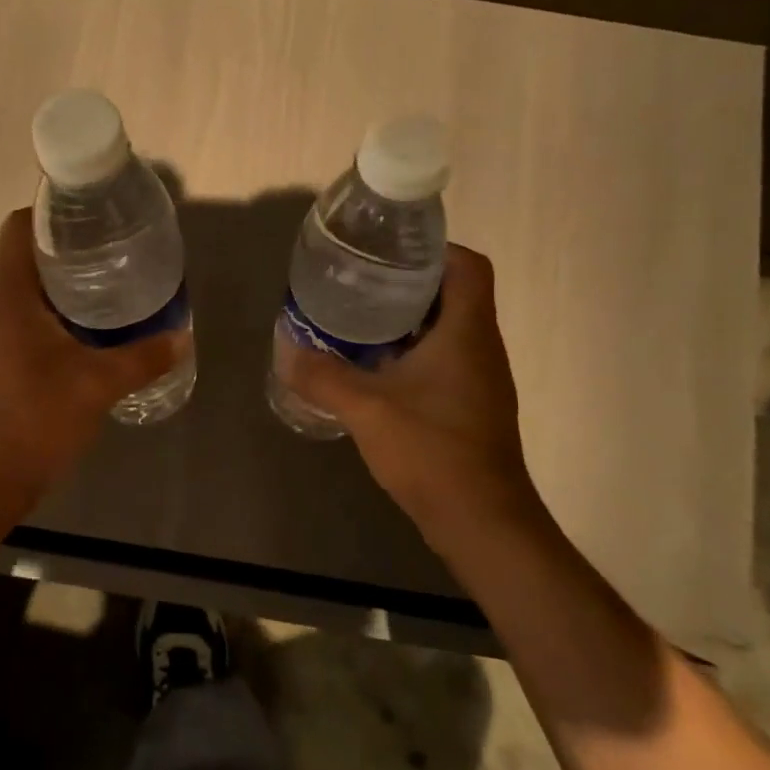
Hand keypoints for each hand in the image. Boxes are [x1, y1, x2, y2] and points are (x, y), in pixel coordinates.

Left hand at [0, 208, 189, 510]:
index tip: (91, 225)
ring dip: (49, 297)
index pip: (18, 227)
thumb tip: (181, 337)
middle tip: (109, 268)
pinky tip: (66, 353)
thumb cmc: (31, 422)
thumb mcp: (97, 386)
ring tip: (95, 308)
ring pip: (12, 298)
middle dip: (63, 260)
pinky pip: (4, 328)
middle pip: (19, 261)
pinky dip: (34, 326)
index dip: (52, 215)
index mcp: (4, 293)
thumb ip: (142, 357)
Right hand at [279, 245, 546, 552]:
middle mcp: (481, 346)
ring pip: (449, 328)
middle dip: (409, 282)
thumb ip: (323, 376)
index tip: (391, 252)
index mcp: (467, 332)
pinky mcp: (472, 405)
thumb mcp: (366, 408)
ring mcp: (480, 378)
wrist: (481, 521)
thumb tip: (288, 352)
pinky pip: (445, 359)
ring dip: (410, 319)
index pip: (468, 266)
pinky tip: (376, 368)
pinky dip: (413, 352)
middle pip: (455, 293)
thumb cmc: (431, 450)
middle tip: (362, 282)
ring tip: (361, 318)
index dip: (436, 249)